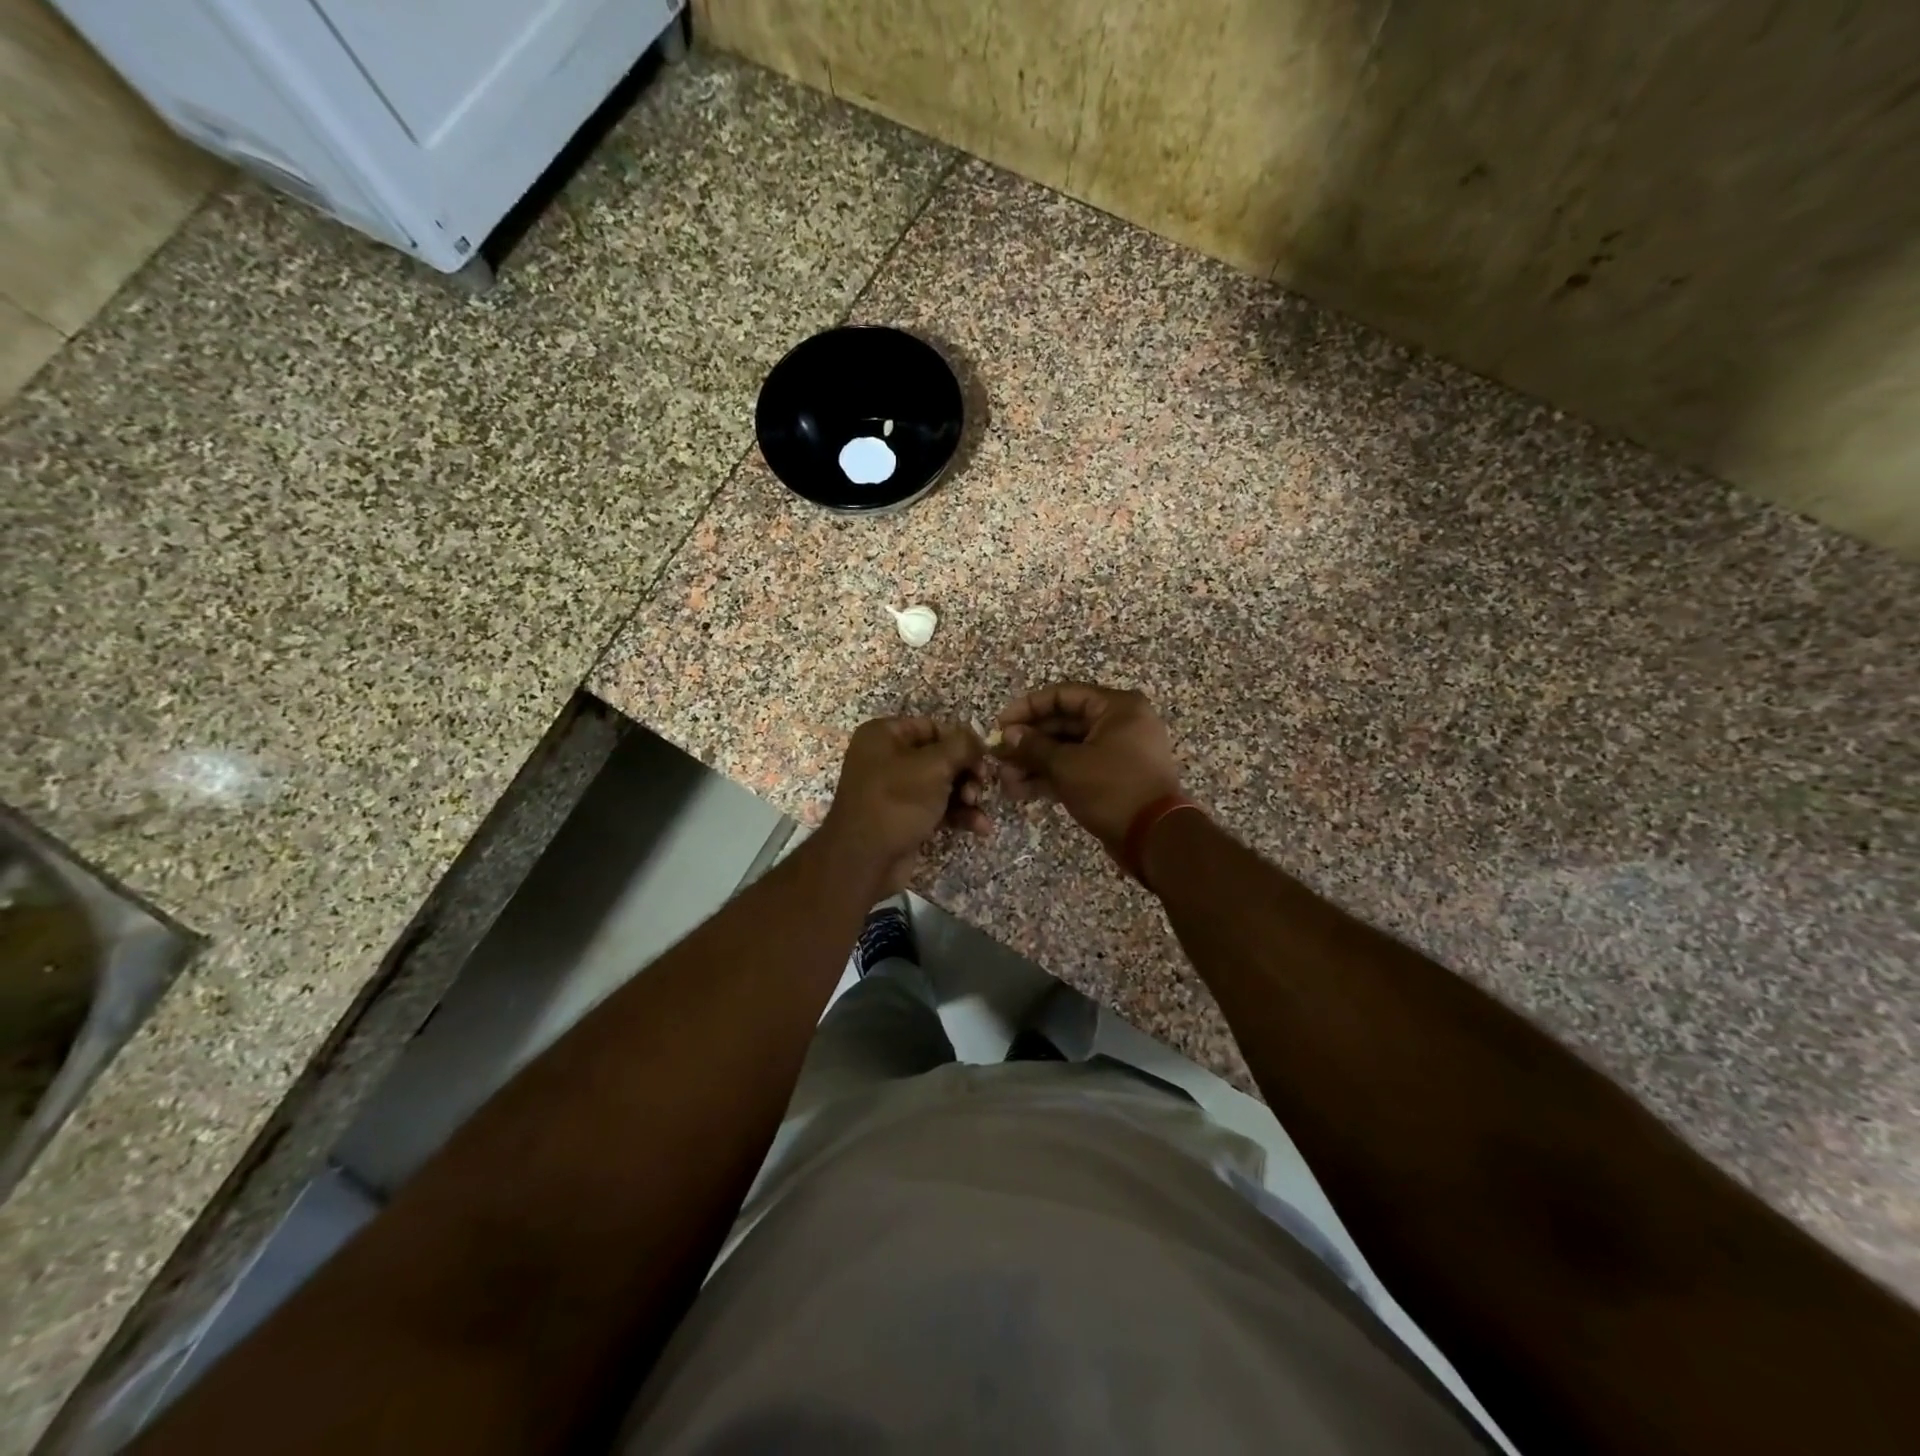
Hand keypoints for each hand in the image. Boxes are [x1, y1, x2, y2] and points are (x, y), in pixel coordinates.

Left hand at [817, 716, 989, 895]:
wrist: (864, 860)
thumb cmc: (896, 802)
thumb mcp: (933, 766)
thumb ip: (961, 746)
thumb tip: (978, 740)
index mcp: (883, 735)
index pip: (932, 727)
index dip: (960, 741)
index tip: (984, 757)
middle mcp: (886, 758)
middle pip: (940, 757)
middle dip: (966, 772)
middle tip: (982, 785)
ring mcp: (895, 790)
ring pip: (942, 784)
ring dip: (967, 795)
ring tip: (978, 808)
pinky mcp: (904, 817)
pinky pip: (937, 808)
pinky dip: (958, 815)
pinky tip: (980, 827)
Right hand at [992, 683, 1184, 859]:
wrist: (1155, 838)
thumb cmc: (1112, 789)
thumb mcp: (1067, 765)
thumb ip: (1034, 746)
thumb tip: (1009, 734)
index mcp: (1117, 707)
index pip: (1063, 695)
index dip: (1028, 708)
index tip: (1000, 725)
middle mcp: (1119, 724)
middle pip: (1064, 723)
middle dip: (1028, 742)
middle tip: (998, 756)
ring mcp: (1117, 752)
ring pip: (1067, 749)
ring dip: (1035, 762)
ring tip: (1005, 779)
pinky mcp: (1112, 779)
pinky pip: (1077, 769)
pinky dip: (1051, 777)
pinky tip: (1020, 790)